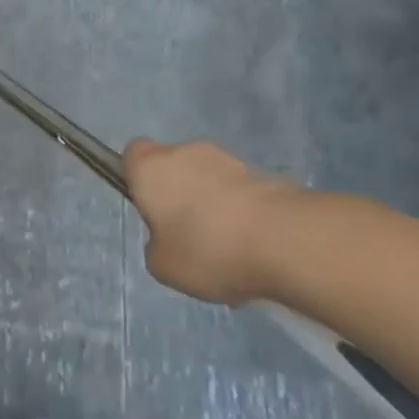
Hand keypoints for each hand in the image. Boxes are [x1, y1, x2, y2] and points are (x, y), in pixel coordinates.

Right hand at [124, 138, 302, 305]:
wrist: (285, 241)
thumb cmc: (206, 249)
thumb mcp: (162, 266)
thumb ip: (157, 246)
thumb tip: (171, 238)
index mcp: (151, 168)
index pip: (133, 154)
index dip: (137, 178)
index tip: (149, 207)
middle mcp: (187, 152)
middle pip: (175, 166)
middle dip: (179, 194)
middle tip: (187, 235)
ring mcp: (229, 160)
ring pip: (210, 179)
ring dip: (213, 204)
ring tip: (227, 249)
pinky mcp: (266, 175)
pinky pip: (241, 194)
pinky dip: (242, 214)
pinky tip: (253, 249)